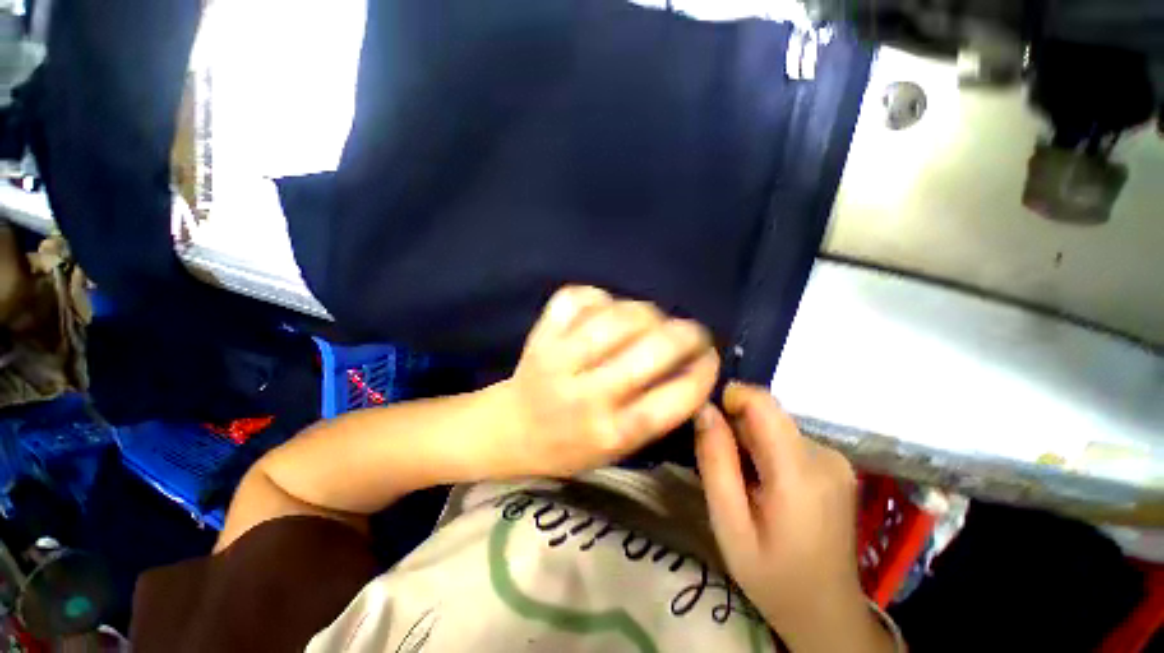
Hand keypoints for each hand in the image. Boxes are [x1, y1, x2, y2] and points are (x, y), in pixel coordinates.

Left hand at [496, 286, 719, 476]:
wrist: (510, 430)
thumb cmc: (569, 447)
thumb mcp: (618, 450)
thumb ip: (655, 415)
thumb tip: (690, 370)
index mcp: (611, 433)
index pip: (674, 399)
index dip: (704, 372)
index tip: (710, 357)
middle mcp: (587, 396)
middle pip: (651, 350)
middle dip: (686, 333)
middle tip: (692, 332)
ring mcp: (559, 360)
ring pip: (617, 317)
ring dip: (646, 312)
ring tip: (652, 319)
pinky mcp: (541, 336)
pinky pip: (577, 298)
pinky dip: (599, 296)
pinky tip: (605, 307)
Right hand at [696, 383, 891, 651]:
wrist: (826, 612)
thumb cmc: (772, 575)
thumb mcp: (729, 523)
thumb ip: (715, 461)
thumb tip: (704, 409)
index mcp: (800, 472)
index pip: (762, 402)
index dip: (729, 398)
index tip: (707, 422)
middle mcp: (825, 454)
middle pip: (766, 415)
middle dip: (735, 430)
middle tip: (723, 470)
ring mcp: (835, 458)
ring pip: (773, 426)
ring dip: (749, 443)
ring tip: (744, 483)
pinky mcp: (835, 464)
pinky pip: (786, 439)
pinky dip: (766, 452)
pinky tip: (764, 485)